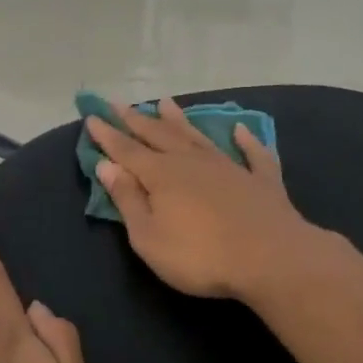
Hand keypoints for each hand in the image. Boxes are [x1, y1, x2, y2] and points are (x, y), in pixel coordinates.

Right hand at [85, 98, 326, 300]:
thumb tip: (108, 165)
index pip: (127, 150)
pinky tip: (241, 130)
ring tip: (165, 103)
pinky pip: (252, 154)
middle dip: (136, 120)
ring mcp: (230, 167)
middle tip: (118, 104)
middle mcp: (193, 162)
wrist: (270, 258)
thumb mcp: (149, 237)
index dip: (108, 135)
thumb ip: (128, 199)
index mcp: (161, 175)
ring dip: (180, 121)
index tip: (92, 117)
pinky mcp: (261, 181)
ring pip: (198, 137)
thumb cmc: (199, 256)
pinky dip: (246, 140)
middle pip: (159, 135)